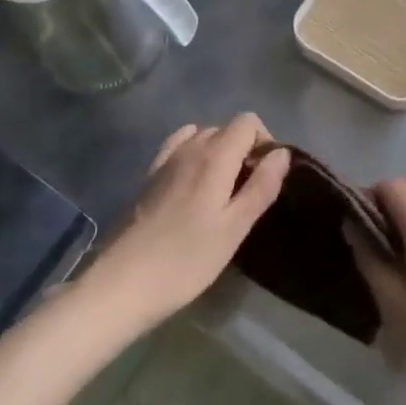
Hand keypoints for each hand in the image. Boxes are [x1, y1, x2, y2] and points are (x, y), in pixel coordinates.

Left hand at [78, 115, 289, 335]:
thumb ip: (262, 186)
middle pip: (226, 128)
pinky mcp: (149, 176)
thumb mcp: (235, 228)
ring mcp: (165, 160)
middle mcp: (190, 147)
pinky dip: (194, 155)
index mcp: (215, 155)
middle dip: (244, 148)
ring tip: (223, 191)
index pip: (247, 121)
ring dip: (219, 152)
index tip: (267, 174)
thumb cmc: (187, 259)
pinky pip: (178, 147)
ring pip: (202, 136)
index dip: (265, 140)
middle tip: (249, 190)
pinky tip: (194, 185)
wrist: (123, 283)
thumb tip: (282, 153)